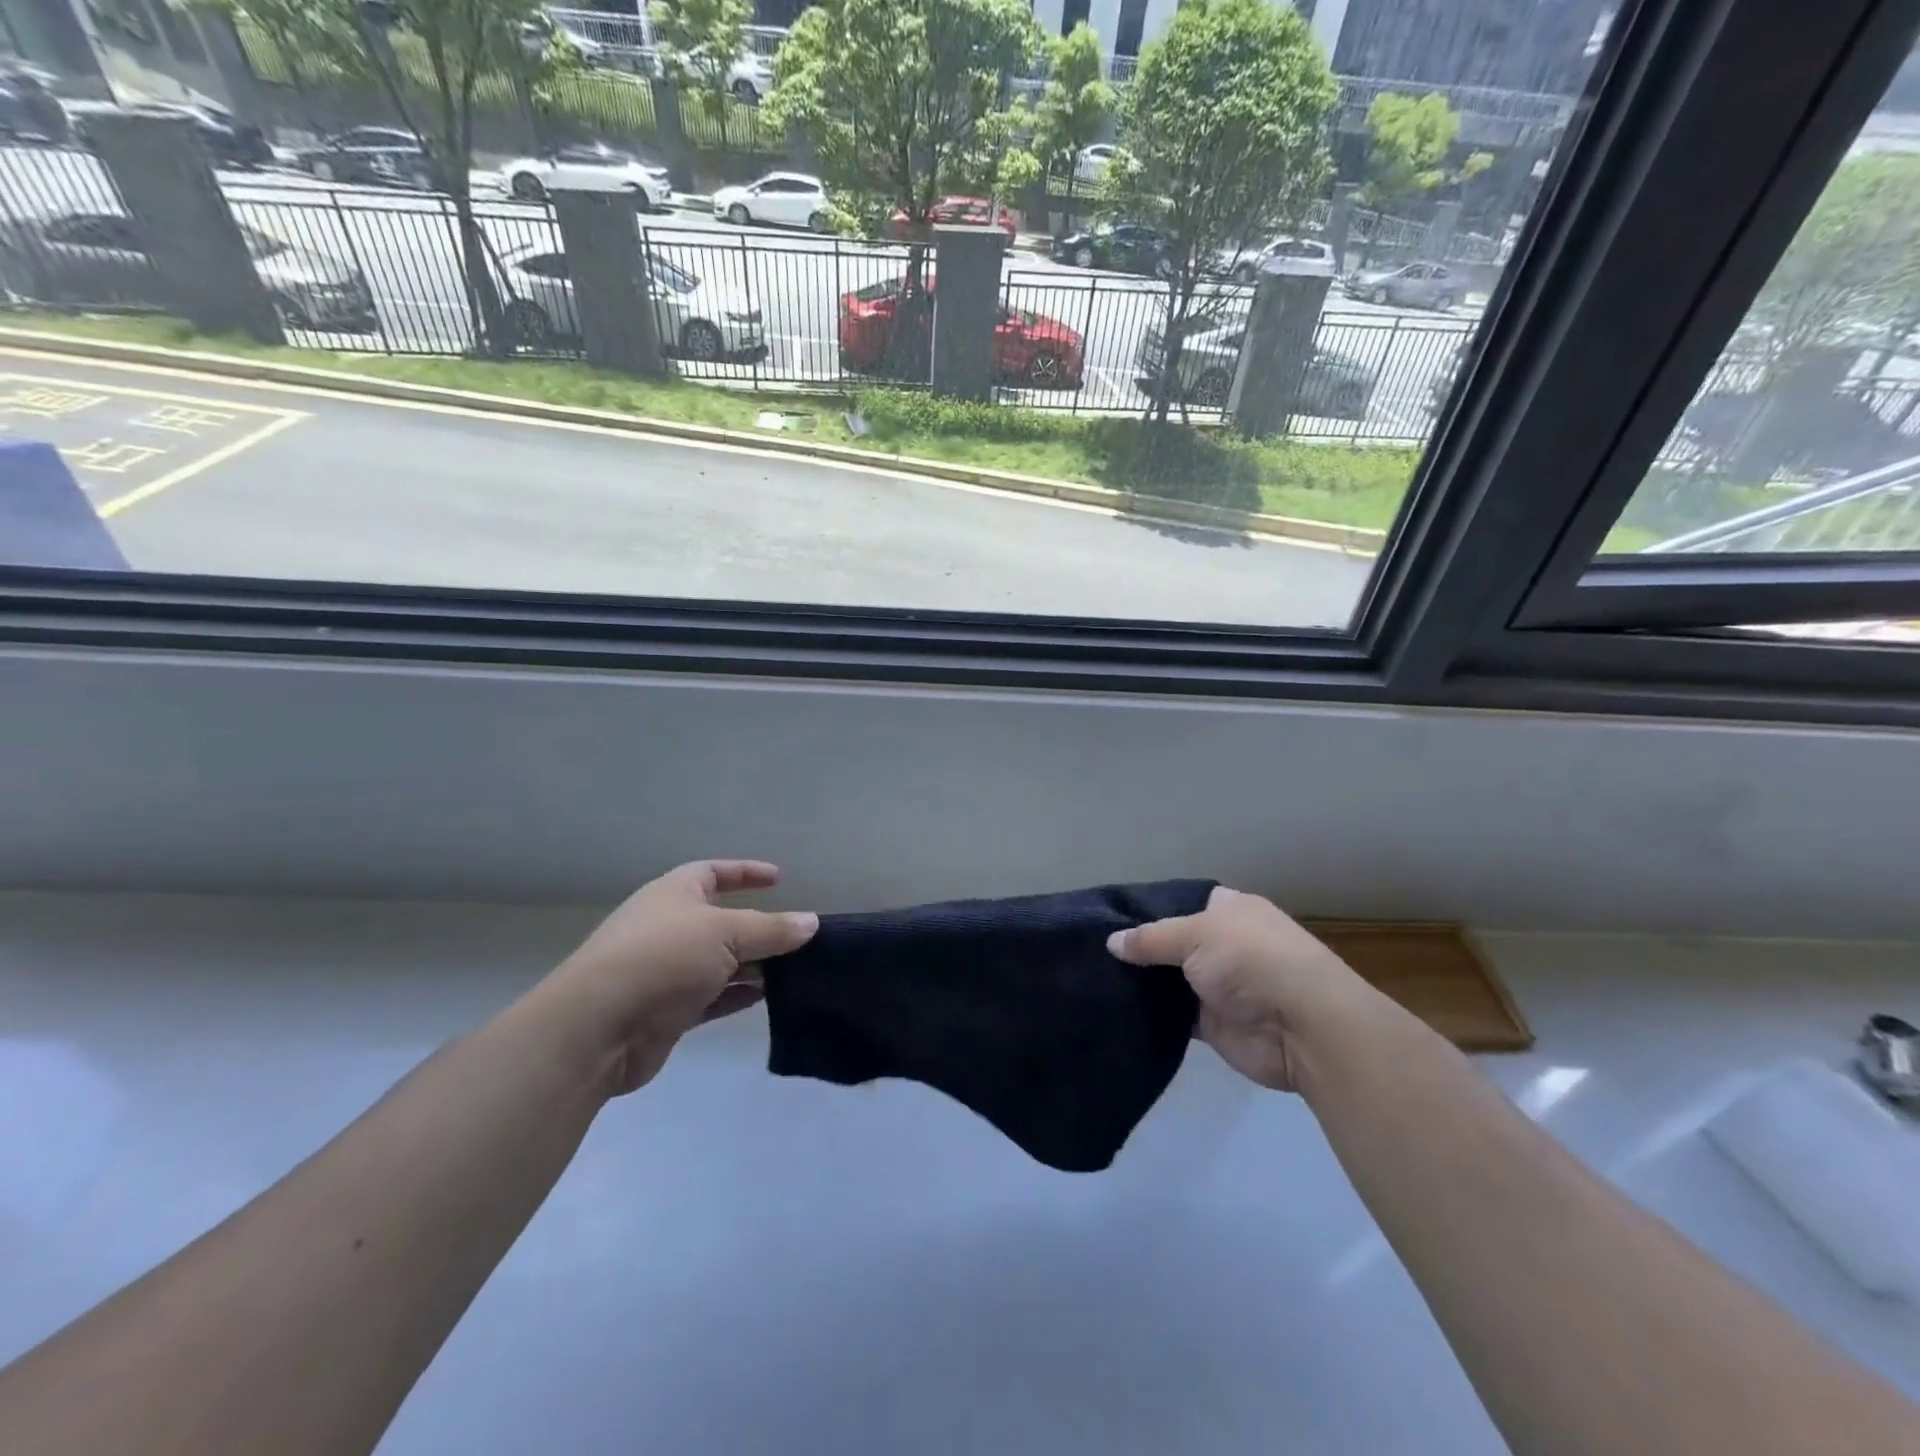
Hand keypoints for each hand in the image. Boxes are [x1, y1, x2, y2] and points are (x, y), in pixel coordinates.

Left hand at [536, 860, 817, 1095]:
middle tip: (798, 936)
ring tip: (796, 970)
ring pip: (720, 962)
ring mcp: (667, 971)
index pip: (714, 873)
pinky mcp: (668, 1011)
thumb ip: (771, 929)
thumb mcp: (725, 933)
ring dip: (754, 966)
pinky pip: (713, 997)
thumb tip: (811, 922)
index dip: (745, 873)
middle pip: (722, 921)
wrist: (597, 1029)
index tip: (780, 879)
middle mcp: (670, 928)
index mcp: (674, 894)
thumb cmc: (662, 959)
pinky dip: (739, 996)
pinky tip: (770, 999)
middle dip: (759, 928)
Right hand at [1107, 886, 1376, 1091]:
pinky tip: (1117, 1007)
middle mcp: (1226, 944)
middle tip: (1094, 950)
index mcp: (1230, 910)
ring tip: (1096, 978)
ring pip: (1171, 980)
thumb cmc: (1250, 959)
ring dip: (1145, 983)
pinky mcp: (1214, 1024)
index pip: (1183, 903)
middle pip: (1174, 943)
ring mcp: (1220, 985)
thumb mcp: (1194, 934)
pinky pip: (1175, 1015)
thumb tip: (1112, 942)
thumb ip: (1150, 939)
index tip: (1110, 917)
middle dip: (1141, 949)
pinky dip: (1153, 1013)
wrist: (1301, 1026)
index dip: (1150, 909)